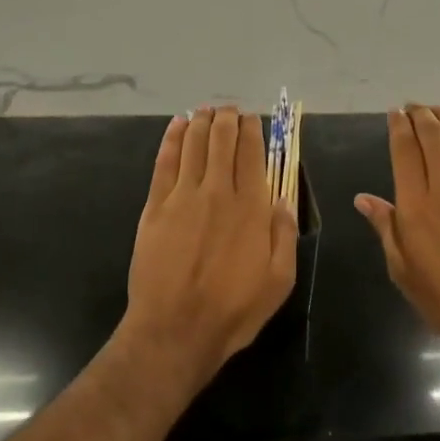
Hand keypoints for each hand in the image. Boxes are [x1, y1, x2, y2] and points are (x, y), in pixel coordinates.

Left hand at [121, 106, 297, 394]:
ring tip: (205, 110)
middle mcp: (218, 191)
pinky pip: (165, 162)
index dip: (252, 130)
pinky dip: (172, 139)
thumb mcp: (279, 280)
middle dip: (227, 119)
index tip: (252, 119)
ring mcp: (183, 196)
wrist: (175, 330)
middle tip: (229, 110)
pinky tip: (177, 126)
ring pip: (193, 144)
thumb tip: (282, 198)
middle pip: (222, 141)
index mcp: (251, 207)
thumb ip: (284, 234)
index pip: (252, 153)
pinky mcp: (155, 207)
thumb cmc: (233, 310)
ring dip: (200, 121)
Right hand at [355, 106, 439, 375]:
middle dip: (421, 115)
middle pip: (433, 136)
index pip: (405, 150)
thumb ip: (385, 227)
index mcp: (416, 205)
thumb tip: (364, 199)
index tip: (394, 113)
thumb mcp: (403, 270)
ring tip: (437, 111)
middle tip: (413, 107)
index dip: (399, 126)